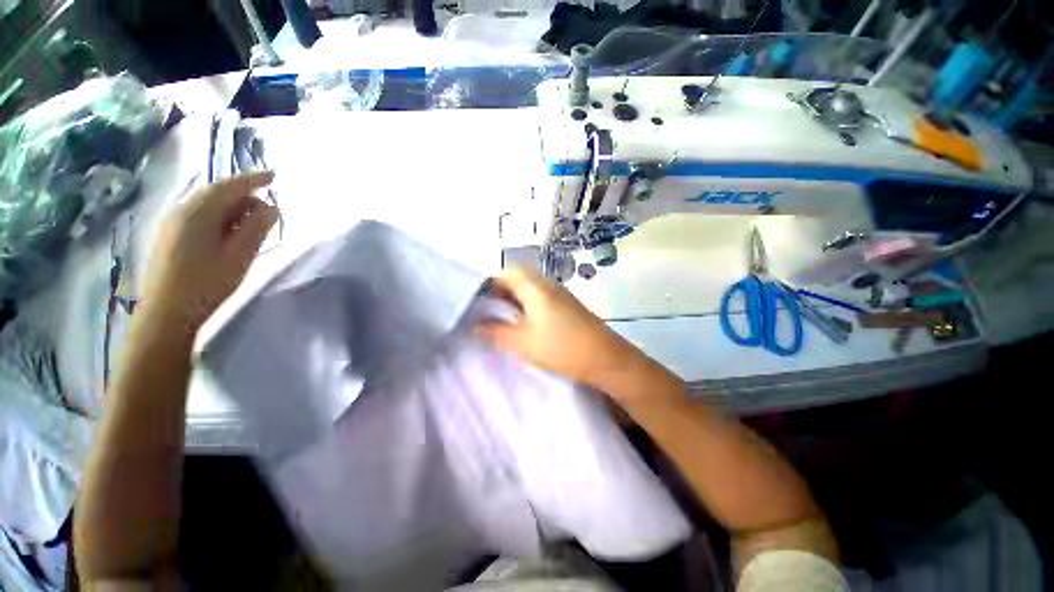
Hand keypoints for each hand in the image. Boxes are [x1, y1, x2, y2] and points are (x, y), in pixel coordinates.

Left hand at [141, 172, 277, 333]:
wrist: (165, 314)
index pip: (229, 187)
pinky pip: (198, 215)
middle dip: (244, 196)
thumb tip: (271, 208)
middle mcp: (180, 211)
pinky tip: (229, 233)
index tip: (274, 177)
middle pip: (216, 193)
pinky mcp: (168, 235)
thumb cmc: (206, 285)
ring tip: (252, 224)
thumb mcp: (239, 257)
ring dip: (232, 208)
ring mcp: (171, 223)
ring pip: (206, 204)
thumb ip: (256, 229)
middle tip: (268, 211)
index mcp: (197, 214)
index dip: (253, 179)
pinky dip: (219, 217)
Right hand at [476, 266, 649, 392]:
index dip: (488, 283)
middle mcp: (547, 284)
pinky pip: (539, 300)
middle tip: (486, 315)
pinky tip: (523, 327)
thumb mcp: (522, 342)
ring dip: (513, 303)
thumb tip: (474, 326)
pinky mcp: (566, 306)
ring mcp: (559, 294)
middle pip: (516, 280)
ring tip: (501, 323)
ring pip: (528, 291)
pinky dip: (526, 309)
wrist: (606, 358)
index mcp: (535, 286)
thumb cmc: (562, 347)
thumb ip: (494, 333)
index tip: (476, 302)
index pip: (505, 271)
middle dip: (499, 295)